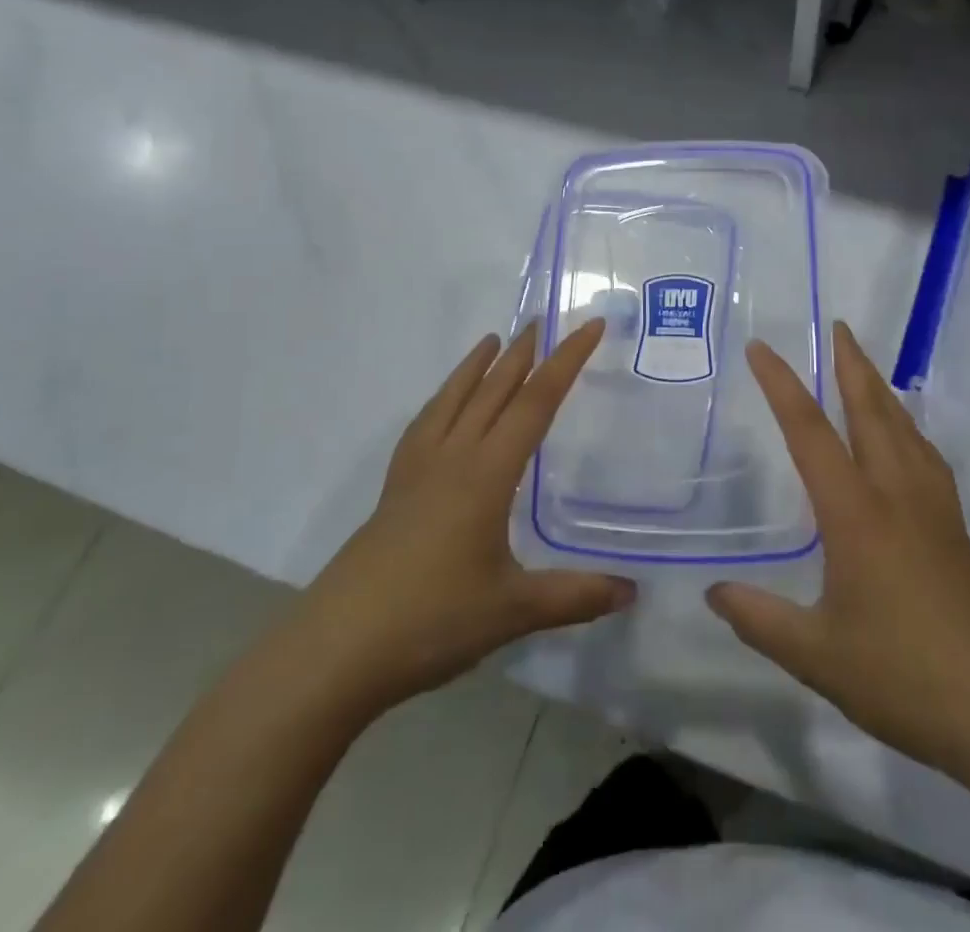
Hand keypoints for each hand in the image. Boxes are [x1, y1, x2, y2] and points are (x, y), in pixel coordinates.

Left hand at [295, 320, 633, 716]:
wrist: (336, 649)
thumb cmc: (431, 621)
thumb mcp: (513, 611)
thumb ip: (575, 597)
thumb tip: (633, 592)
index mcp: (487, 474)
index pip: (536, 403)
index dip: (566, 362)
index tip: (589, 327)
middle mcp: (452, 458)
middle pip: (493, 390)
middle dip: (522, 353)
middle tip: (542, 320)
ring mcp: (417, 472)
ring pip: (453, 400)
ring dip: (476, 367)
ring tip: (491, 340)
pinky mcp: (393, 490)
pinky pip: (424, 425)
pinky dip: (442, 400)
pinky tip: (442, 407)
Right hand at [706, 322, 969, 773]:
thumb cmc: (905, 677)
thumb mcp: (818, 656)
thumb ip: (760, 619)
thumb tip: (714, 592)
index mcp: (856, 512)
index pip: (810, 432)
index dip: (782, 385)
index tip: (761, 349)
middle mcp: (896, 493)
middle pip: (871, 410)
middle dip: (850, 363)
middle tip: (837, 326)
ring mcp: (932, 507)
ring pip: (904, 427)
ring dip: (880, 388)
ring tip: (864, 366)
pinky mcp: (954, 527)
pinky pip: (925, 454)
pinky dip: (907, 426)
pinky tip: (903, 437)